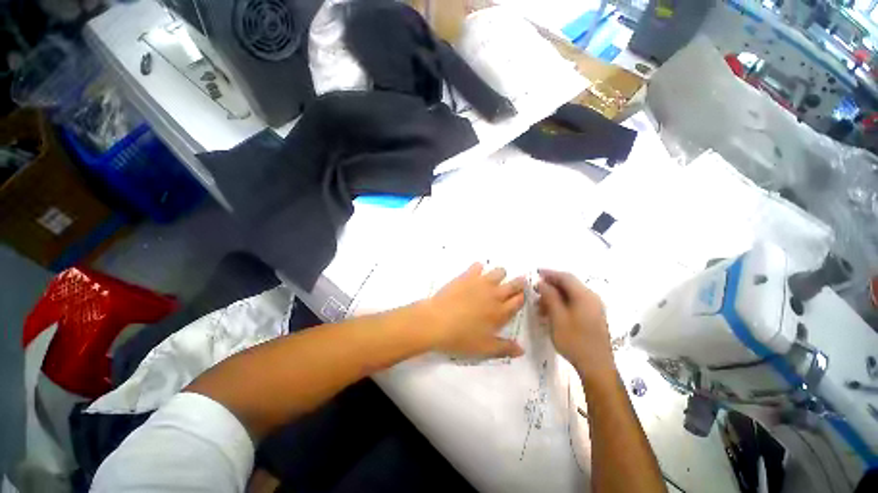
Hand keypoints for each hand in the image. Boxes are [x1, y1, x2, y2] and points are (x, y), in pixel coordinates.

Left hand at [422, 263, 525, 358]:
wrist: (436, 321)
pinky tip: (474, 275)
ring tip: (492, 281)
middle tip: (515, 285)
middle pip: (515, 284)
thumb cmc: (461, 338)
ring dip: (500, 275)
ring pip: (499, 271)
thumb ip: (504, 348)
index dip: (521, 298)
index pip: (519, 300)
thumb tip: (521, 350)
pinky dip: (479, 268)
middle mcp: (495, 294)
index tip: (519, 297)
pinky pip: (478, 265)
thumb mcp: (484, 348)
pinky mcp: (467, 276)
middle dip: (518, 283)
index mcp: (501, 312)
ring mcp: (481, 283)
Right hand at [537, 269, 613, 374]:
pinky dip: (561, 304)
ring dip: (554, 297)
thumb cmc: (575, 341)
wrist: (596, 367)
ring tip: (540, 306)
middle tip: (535, 292)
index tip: (535, 273)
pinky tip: (551, 313)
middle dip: (550, 286)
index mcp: (584, 296)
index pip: (565, 277)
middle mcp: (592, 298)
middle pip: (569, 285)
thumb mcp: (558, 318)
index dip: (549, 273)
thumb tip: (542, 283)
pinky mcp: (593, 317)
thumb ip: (550, 297)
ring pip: (571, 295)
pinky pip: (575, 303)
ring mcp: (594, 308)